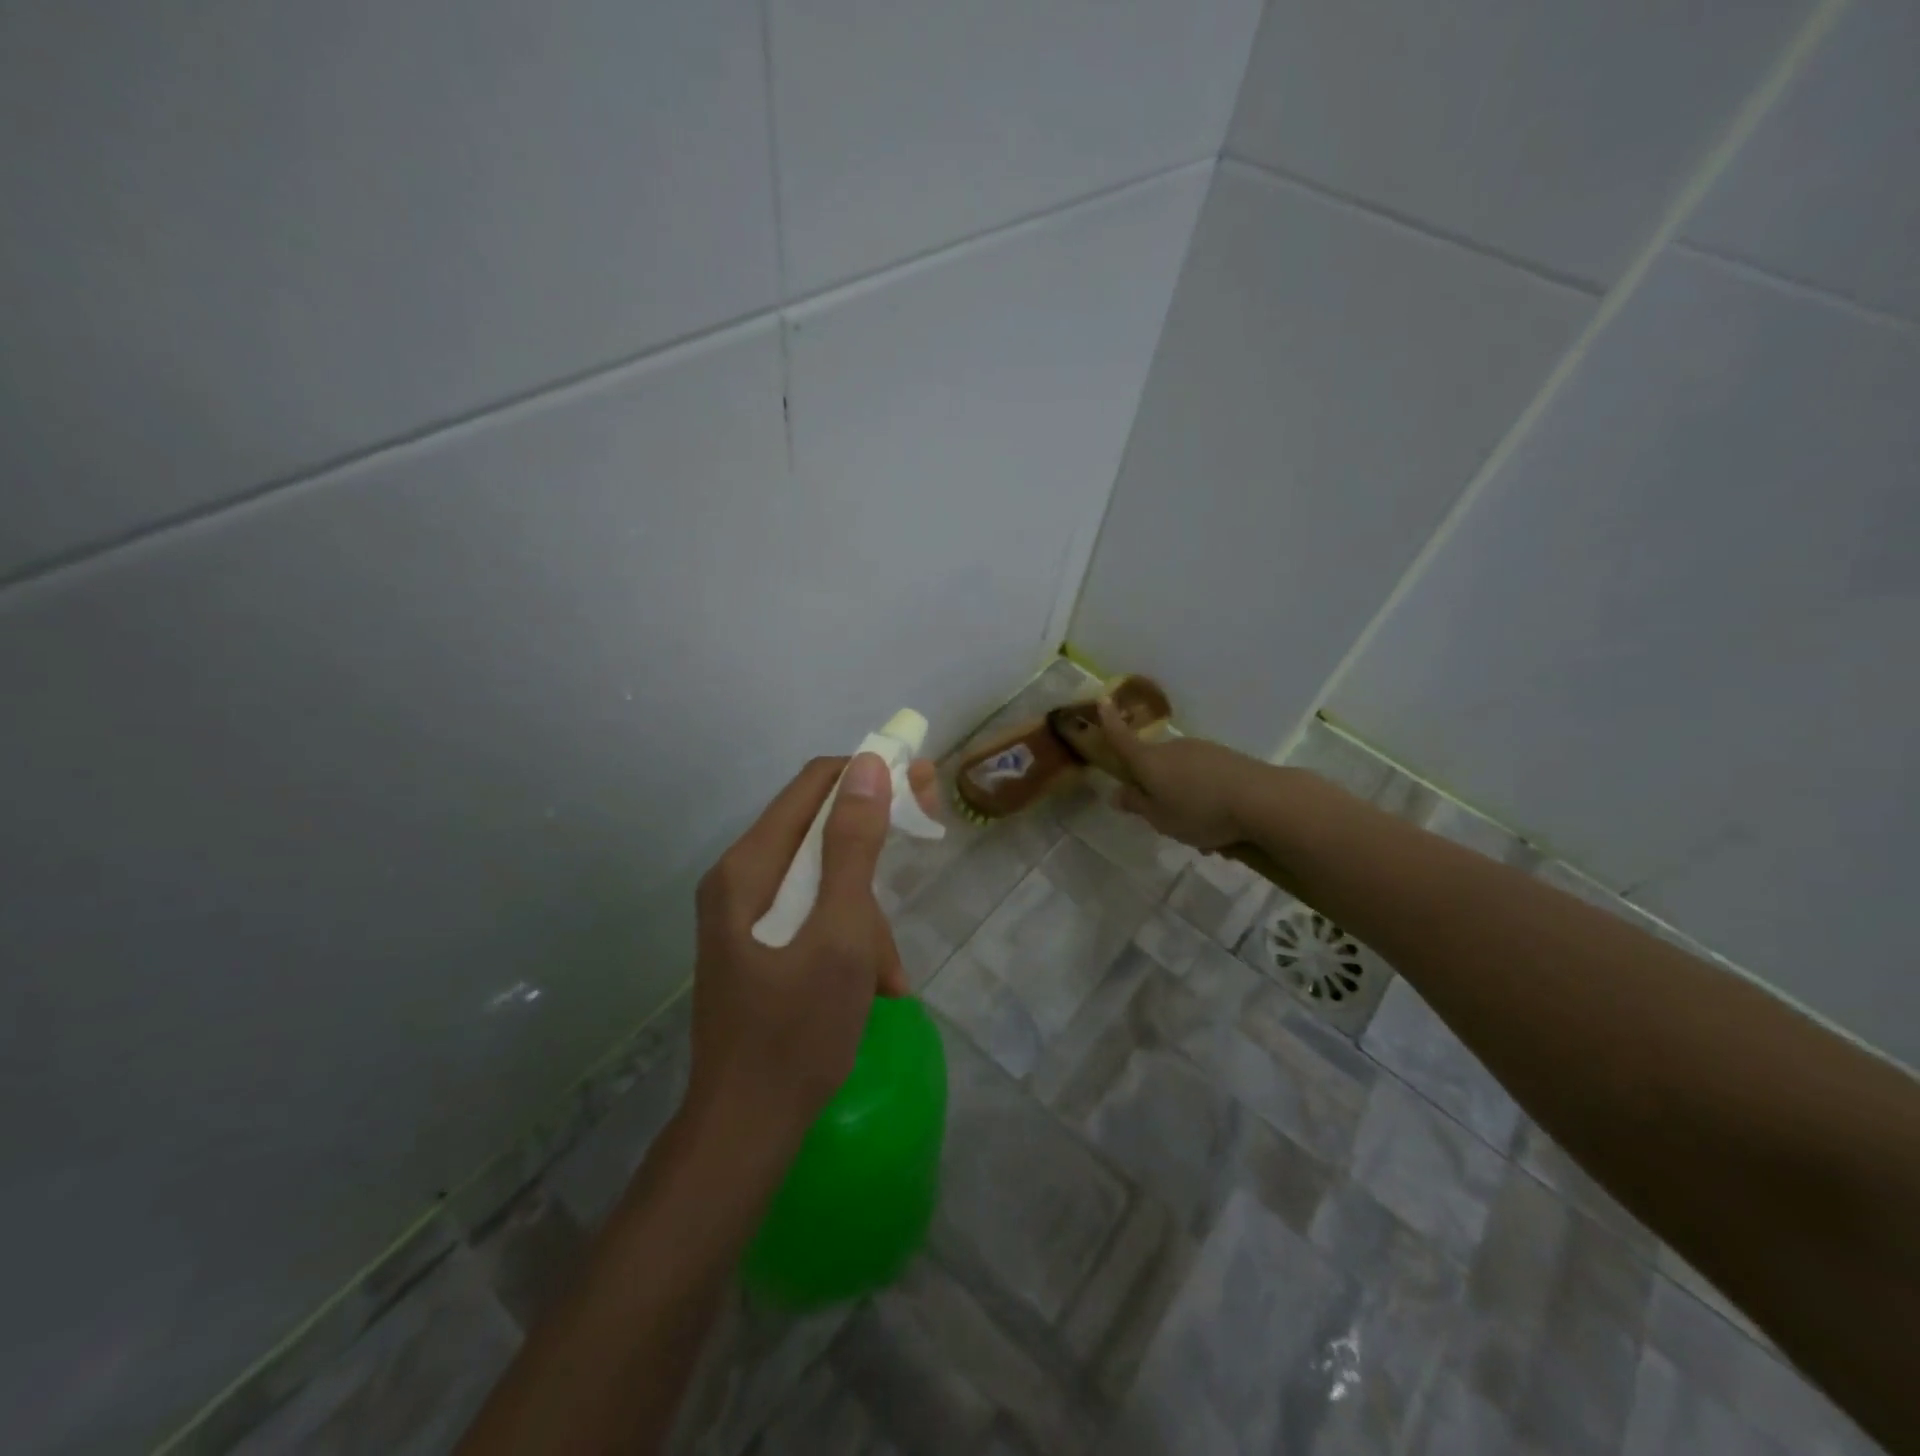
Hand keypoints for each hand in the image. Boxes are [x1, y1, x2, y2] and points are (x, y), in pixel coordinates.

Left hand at [685, 753, 936, 1143]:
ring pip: (823, 881)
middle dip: (875, 846)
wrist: (745, 1130)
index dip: (871, 774)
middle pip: (819, 830)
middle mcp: (740, 879)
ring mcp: (745, 916)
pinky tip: (874, 987)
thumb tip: (870, 764)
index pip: (815, 784)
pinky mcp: (756, 947)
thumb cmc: (797, 1030)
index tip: (923, 784)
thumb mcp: (840, 934)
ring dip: (865, 915)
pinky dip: (848, 940)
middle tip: (928, 839)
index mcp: (750, 865)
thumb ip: (854, 846)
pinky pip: (813, 918)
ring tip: (888, 974)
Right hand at [1096, 698, 1264, 850]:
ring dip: (1184, 796)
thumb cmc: (1200, 811)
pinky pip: (1204, 777)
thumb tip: (1116, 793)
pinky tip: (1221, 822)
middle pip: (1154, 764)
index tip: (1102, 701)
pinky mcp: (1225, 757)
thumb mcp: (1161, 819)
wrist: (1261, 799)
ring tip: (1201, 832)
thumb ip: (1137, 805)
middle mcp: (1172, 748)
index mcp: (1149, 762)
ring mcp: (1201, 750)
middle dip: (1155, 786)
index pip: (1122, 739)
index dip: (1109, 722)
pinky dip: (1205, 795)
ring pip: (1181, 773)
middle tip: (1165, 819)